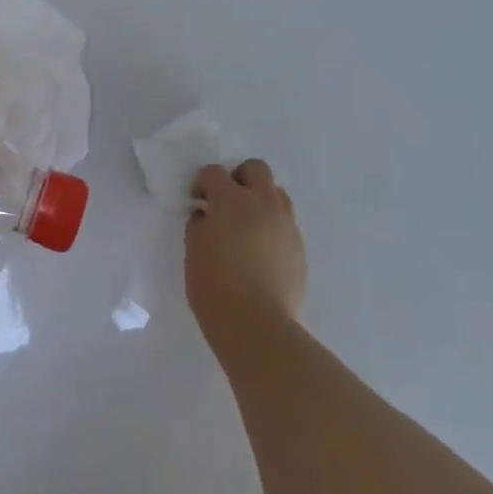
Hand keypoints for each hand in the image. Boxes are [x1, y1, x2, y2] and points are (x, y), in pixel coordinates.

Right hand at [186, 160, 308, 358]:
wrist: (257, 324)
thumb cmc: (214, 285)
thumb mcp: (193, 250)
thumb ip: (200, 224)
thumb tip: (206, 216)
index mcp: (231, 200)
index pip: (214, 172)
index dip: (203, 183)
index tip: (197, 201)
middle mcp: (263, 203)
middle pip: (256, 169)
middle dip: (239, 178)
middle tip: (226, 203)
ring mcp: (286, 224)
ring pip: (277, 194)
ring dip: (260, 200)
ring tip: (246, 226)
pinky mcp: (299, 247)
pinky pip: (285, 223)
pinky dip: (272, 227)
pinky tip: (261, 252)